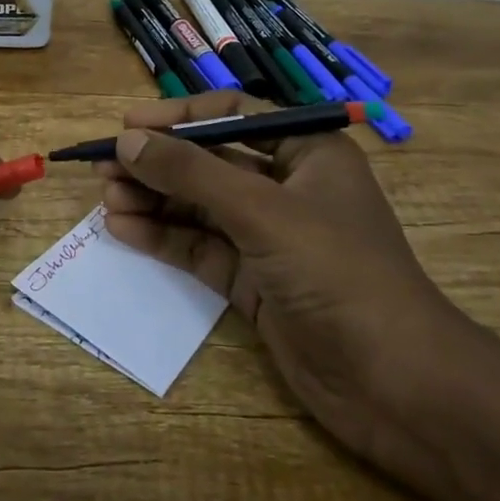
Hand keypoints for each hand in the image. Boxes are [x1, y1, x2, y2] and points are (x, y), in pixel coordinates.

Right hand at [95, 92, 467, 459]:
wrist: (396, 385)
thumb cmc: (338, 272)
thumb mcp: (262, 211)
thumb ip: (192, 173)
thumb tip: (128, 140)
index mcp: (307, 152)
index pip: (232, 115)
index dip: (178, 117)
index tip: (127, 124)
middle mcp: (288, 187)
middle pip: (210, 162)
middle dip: (158, 163)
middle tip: (103, 167)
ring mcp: (270, 237)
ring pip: (200, 207)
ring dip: (154, 201)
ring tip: (106, 200)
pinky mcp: (256, 281)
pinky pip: (202, 248)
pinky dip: (165, 238)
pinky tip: (124, 231)